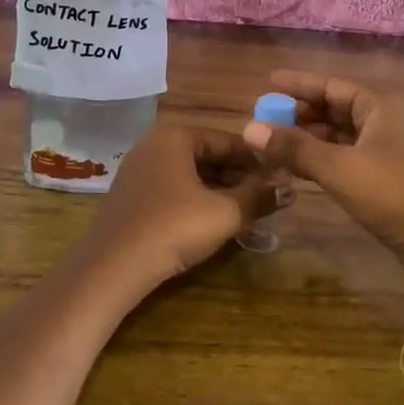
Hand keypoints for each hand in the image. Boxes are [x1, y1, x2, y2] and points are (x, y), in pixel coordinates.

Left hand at [71, 124, 282, 300]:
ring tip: (248, 211)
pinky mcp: (132, 198)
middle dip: (239, 176)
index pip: (226, 140)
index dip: (256, 158)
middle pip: (208, 156)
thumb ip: (260, 197)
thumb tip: (291, 188)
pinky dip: (197, 201)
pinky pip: (174, 190)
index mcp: (175, 137)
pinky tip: (215, 222)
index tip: (280, 176)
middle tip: (267, 196)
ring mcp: (139, 172)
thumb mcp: (225, 213)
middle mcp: (154, 145)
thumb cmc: (173, 227)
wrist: (112, 267)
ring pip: (191, 175)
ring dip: (220, 190)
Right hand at [242, 71, 403, 280]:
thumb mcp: (338, 169)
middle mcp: (386, 118)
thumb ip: (294, 147)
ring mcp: (389, 146)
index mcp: (379, 105)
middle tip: (266, 119)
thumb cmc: (392, 195)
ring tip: (276, 143)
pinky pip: (348, 152)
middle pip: (336, 106)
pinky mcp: (388, 172)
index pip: (331, 84)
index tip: (267, 83)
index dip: (298, 84)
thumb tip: (249, 128)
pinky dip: (324, 155)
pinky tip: (301, 166)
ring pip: (342, 132)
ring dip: (310, 136)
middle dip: (301, 112)